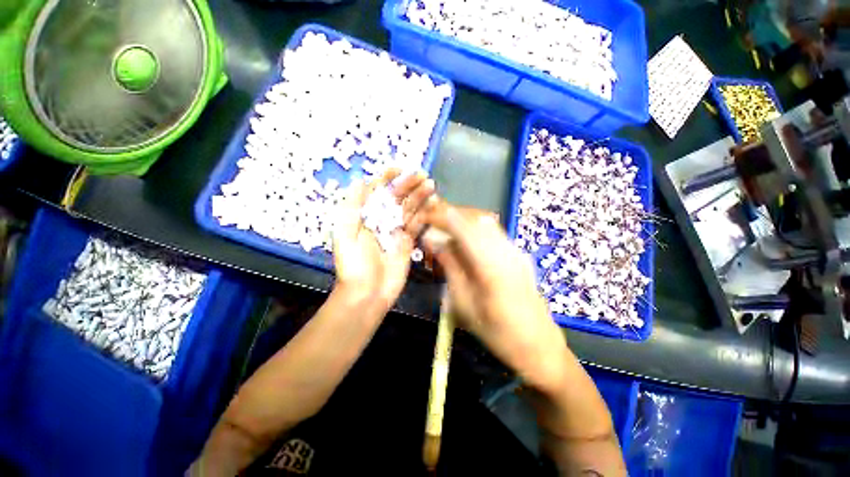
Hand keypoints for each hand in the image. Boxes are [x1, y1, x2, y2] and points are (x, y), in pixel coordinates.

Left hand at [333, 170, 435, 311]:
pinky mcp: (408, 242)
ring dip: (419, 196)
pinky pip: (417, 225)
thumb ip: (352, 207)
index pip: (377, 191)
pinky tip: (433, 205)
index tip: (400, 168)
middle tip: (422, 175)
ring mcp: (396, 231)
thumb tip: (360, 180)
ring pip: (409, 209)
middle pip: (397, 198)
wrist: (368, 294)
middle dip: (408, 184)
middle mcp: (382, 220)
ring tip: (431, 185)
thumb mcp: (345, 234)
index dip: (387, 178)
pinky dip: (425, 214)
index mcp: (365, 215)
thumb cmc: (354, 264)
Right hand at [422, 204, 569, 392]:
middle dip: (450, 217)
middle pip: (474, 218)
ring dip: (462, 223)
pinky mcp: (519, 254)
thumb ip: (449, 265)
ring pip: (484, 223)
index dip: (441, 216)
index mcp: (491, 265)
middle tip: (431, 227)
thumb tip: (432, 239)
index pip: (462, 226)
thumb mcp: (464, 303)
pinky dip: (473, 231)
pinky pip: (492, 233)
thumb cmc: (497, 332)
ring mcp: (516, 250)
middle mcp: (506, 249)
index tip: (423, 217)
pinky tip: (464, 246)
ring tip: (444, 235)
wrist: (539, 346)